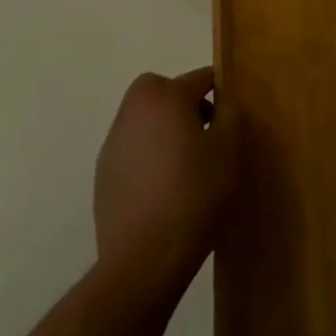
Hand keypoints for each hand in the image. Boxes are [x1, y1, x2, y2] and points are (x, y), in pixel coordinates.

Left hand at [94, 68, 240, 291]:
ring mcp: (113, 145)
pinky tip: (165, 189)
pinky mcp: (103, 177)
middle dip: (182, 101)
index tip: (232, 117)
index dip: (220, 91)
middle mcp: (132, 112)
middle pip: (160, 90)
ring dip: (163, 130)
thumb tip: (225, 103)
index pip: (199, 77)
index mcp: (165, 97)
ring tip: (186, 165)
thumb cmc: (195, 193)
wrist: (144, 258)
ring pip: (143, 121)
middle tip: (204, 131)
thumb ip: (231, 114)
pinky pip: (132, 151)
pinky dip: (148, 157)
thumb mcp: (229, 149)